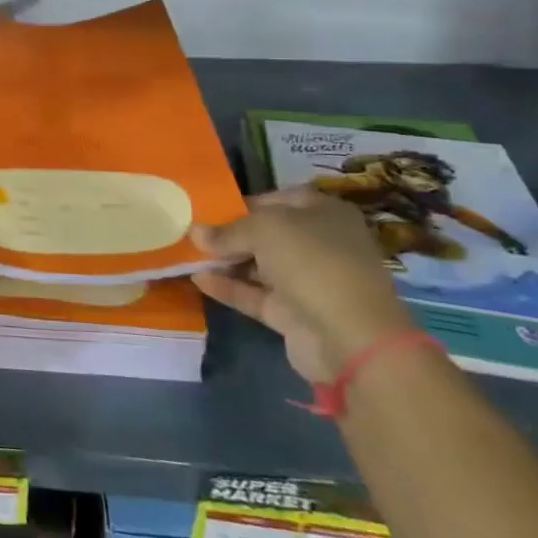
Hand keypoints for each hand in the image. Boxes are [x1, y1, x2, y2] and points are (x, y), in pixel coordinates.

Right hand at [191, 187, 413, 383]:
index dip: (245, 202)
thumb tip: (195, 232)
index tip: (210, 209)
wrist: (350, 337)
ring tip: (186, 254)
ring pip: (259, 265)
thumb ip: (228, 230)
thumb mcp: (265, 230)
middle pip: (267, 233)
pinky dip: (228, 287)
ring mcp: (307, 281)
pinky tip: (197, 279)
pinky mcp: (293, 314)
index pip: (279, 200)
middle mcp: (319, 244)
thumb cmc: (313, 262)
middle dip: (230, 233)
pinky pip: (254, 294)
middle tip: (192, 232)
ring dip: (225, 261)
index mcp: (324, 214)